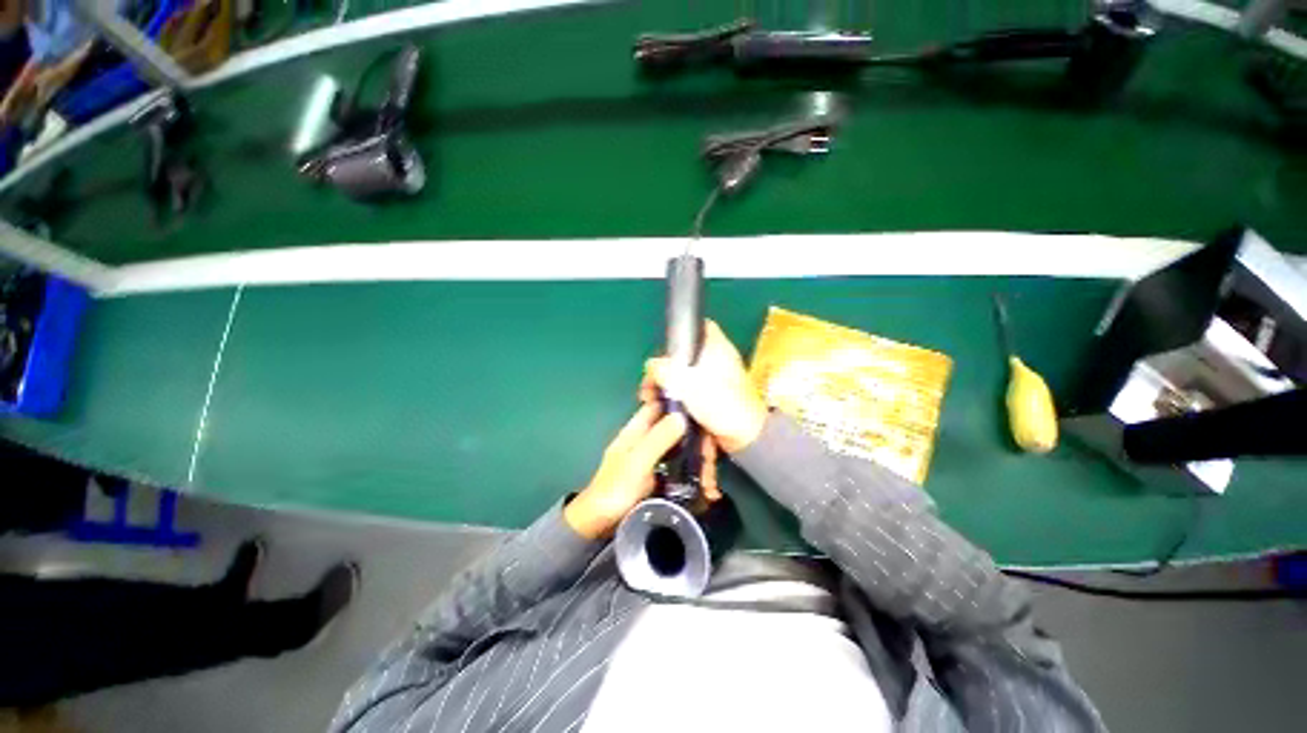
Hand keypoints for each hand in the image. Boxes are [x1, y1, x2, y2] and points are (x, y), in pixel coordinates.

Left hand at [565, 403, 719, 539]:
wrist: (601, 524)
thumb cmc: (615, 489)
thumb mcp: (637, 462)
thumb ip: (658, 439)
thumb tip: (683, 415)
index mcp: (638, 429)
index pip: (661, 405)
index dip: (681, 404)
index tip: (705, 413)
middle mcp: (649, 438)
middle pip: (679, 428)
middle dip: (698, 442)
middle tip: (711, 464)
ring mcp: (656, 456)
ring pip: (685, 448)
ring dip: (701, 462)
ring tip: (711, 486)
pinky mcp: (662, 474)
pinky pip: (685, 467)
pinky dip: (697, 475)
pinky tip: (708, 490)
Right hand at [642, 320, 768, 452]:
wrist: (743, 436)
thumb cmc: (720, 402)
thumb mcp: (688, 383)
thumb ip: (666, 370)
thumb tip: (651, 365)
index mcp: (716, 348)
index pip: (701, 327)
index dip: (683, 333)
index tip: (663, 348)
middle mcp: (714, 361)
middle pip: (684, 356)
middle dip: (663, 369)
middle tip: (648, 385)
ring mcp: (712, 381)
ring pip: (683, 376)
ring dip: (665, 387)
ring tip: (649, 400)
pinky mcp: (709, 399)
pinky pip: (687, 393)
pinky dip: (674, 399)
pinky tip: (660, 408)